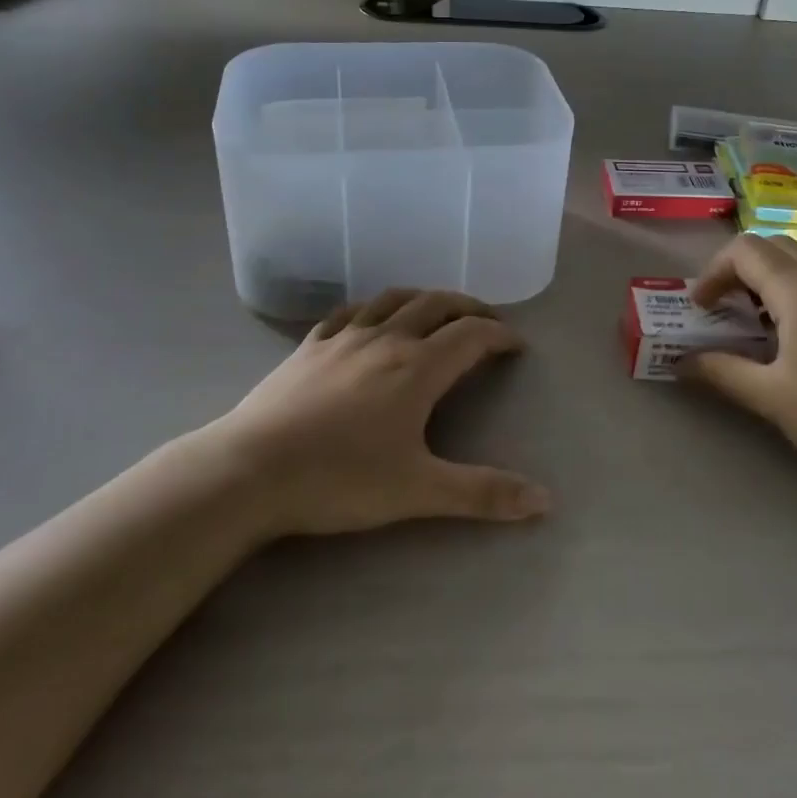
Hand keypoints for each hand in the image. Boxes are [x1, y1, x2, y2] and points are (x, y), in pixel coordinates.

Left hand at [207, 289, 549, 537]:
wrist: (251, 470)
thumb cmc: (340, 479)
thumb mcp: (418, 491)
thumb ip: (482, 493)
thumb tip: (545, 500)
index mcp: (417, 368)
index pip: (471, 335)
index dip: (500, 335)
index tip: (517, 345)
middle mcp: (386, 339)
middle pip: (436, 304)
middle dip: (468, 307)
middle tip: (486, 320)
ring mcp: (343, 338)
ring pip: (393, 298)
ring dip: (423, 297)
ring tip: (436, 309)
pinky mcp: (309, 346)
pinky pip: (348, 311)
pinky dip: (372, 307)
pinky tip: (370, 318)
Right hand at [682, 235, 796, 493]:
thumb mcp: (770, 397)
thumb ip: (721, 371)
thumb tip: (681, 361)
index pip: (745, 250)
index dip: (713, 271)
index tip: (700, 307)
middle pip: (773, 246)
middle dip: (738, 268)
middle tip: (722, 307)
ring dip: (767, 278)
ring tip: (753, 323)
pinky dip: (794, 290)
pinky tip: (794, 336)